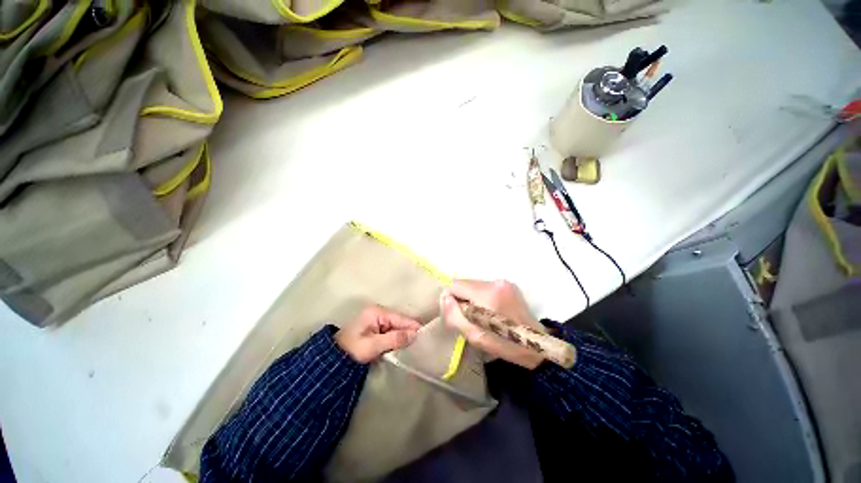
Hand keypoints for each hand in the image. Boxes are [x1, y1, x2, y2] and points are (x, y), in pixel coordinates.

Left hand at [335, 305, 421, 362]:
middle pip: (399, 321)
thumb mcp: (373, 345)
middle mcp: (378, 312)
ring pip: (396, 327)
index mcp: (377, 312)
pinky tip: (402, 345)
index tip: (425, 336)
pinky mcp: (375, 327)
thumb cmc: (352, 350)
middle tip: (420, 344)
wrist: (333, 359)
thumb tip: (414, 335)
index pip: (400, 318)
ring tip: (414, 346)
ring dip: (402, 336)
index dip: (413, 327)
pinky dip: (396, 338)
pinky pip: (390, 331)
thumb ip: (394, 339)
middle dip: (408, 332)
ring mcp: (376, 319)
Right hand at [440, 279, 544, 369]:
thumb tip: (445, 297)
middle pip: (464, 282)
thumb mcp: (474, 336)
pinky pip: (484, 286)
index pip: (455, 285)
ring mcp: (502, 282)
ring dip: (471, 296)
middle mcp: (494, 282)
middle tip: (468, 316)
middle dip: (461, 297)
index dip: (451, 298)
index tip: (456, 313)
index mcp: (487, 295)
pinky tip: (489, 309)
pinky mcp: (507, 284)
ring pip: (473, 284)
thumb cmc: (503, 344)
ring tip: (480, 314)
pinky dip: (480, 295)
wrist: (535, 344)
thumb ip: (454, 315)